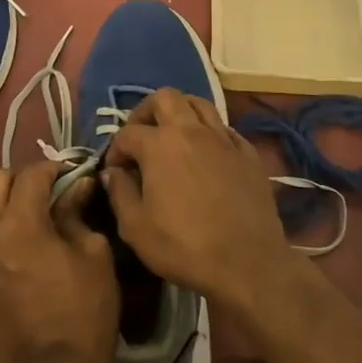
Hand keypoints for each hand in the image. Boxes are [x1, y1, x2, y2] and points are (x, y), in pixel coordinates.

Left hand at [0, 161, 118, 362]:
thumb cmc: (85, 311)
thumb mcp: (94, 255)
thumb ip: (78, 213)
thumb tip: (77, 186)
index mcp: (21, 223)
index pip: (31, 174)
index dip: (53, 168)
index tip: (70, 175)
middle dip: (22, 180)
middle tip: (45, 194)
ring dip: (4, 210)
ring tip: (28, 226)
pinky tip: (14, 262)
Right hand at [103, 88, 295, 310]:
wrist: (247, 264)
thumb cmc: (184, 247)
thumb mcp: (135, 228)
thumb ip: (119, 193)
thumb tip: (113, 173)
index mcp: (159, 145)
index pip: (127, 133)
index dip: (115, 151)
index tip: (116, 172)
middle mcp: (191, 131)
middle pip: (165, 98)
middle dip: (146, 112)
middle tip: (141, 137)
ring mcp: (224, 139)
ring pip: (199, 104)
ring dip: (180, 112)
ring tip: (172, 136)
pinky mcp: (248, 153)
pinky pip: (225, 128)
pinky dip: (209, 133)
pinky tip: (206, 154)